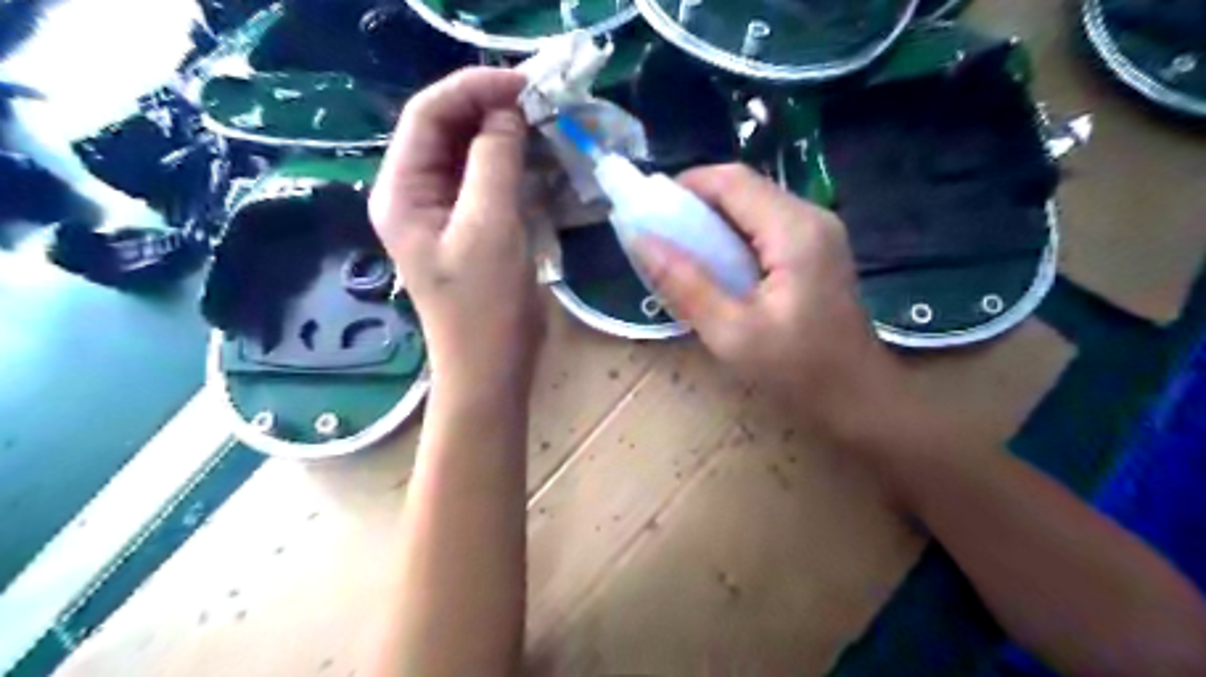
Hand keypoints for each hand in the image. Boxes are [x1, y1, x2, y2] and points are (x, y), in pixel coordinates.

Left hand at [370, 65, 545, 394]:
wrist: (492, 368)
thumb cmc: (485, 307)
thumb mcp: (490, 228)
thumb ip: (495, 162)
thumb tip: (508, 114)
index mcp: (403, 191)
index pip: (428, 115)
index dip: (473, 89)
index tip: (525, 84)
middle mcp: (417, 194)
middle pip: (448, 130)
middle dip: (492, 109)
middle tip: (543, 102)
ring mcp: (446, 212)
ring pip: (472, 154)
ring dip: (507, 135)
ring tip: (547, 125)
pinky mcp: (474, 228)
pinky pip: (490, 181)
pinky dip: (516, 165)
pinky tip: (543, 161)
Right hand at [636, 163, 910, 447]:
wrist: (859, 400)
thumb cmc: (798, 372)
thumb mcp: (731, 333)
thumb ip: (684, 284)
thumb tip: (640, 240)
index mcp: (795, 230)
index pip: (731, 180)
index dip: (684, 186)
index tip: (648, 214)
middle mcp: (811, 217)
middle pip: (743, 188)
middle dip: (695, 205)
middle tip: (659, 238)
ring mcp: (818, 233)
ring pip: (752, 206)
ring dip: (712, 222)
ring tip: (680, 254)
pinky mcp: (816, 251)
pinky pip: (764, 228)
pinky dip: (732, 238)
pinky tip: (715, 269)